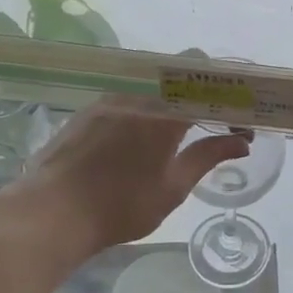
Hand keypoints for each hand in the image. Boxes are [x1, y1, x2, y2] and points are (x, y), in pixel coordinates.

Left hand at [11, 98, 249, 255]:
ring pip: (148, 89)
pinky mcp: (86, 112)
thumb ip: (207, 157)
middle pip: (177, 80)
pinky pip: (123, 100)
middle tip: (208, 125)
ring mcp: (107, 101)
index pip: (206, 86)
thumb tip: (242, 141)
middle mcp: (137, 96)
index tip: (237, 119)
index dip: (227, 97)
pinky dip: (140, 111)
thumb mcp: (172, 188)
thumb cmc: (119, 207)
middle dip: (199, 97)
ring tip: (173, 135)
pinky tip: (135, 140)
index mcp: (164, 114)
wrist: (51, 212)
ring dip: (167, 104)